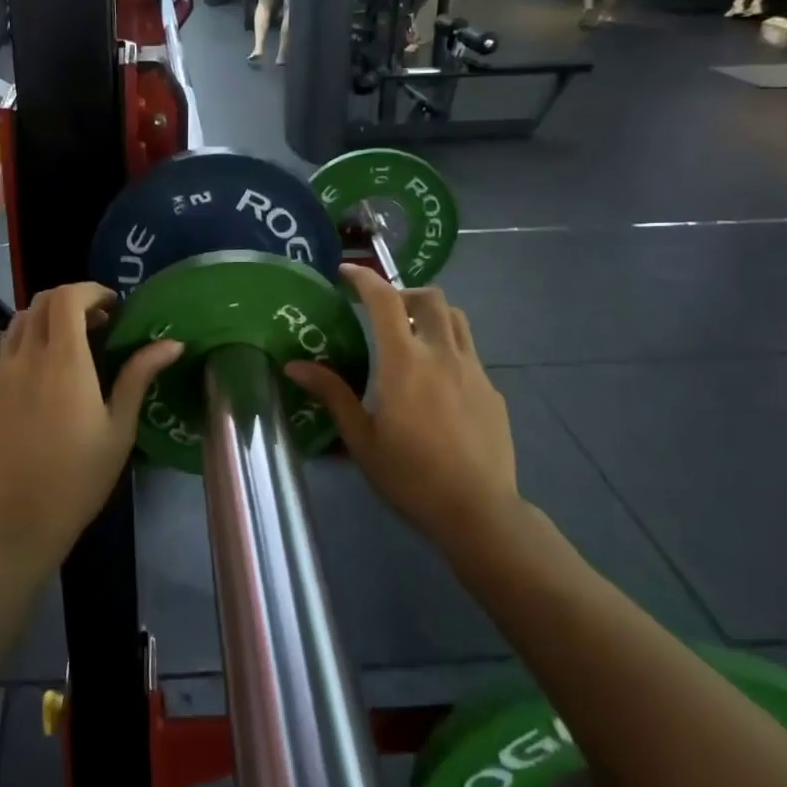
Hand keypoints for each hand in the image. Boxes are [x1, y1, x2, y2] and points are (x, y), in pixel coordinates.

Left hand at [0, 283, 180, 574]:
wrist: (22, 521)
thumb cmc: (81, 475)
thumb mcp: (120, 427)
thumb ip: (139, 376)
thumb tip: (172, 343)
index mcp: (64, 362)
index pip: (66, 297)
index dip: (90, 291)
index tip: (111, 307)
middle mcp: (26, 359)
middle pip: (40, 302)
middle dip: (69, 301)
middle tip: (95, 324)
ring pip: (18, 326)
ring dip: (45, 322)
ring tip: (68, 348)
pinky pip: (5, 358)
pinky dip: (27, 352)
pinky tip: (42, 386)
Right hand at [285, 265, 517, 551]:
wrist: (478, 512)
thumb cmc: (410, 476)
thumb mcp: (361, 438)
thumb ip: (332, 394)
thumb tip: (294, 365)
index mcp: (405, 361)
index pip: (384, 299)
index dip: (364, 278)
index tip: (346, 273)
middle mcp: (442, 354)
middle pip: (429, 297)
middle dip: (404, 293)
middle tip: (384, 312)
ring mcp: (474, 370)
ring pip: (456, 319)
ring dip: (432, 314)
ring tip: (413, 337)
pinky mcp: (492, 390)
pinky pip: (470, 353)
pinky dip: (449, 350)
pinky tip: (438, 385)